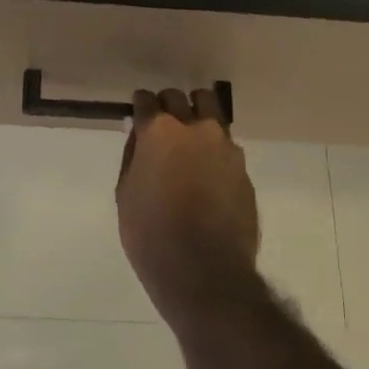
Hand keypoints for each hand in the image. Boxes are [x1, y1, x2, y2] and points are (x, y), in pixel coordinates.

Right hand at [115, 88, 259, 323]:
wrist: (206, 271)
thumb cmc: (152, 236)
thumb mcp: (126, 195)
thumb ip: (134, 157)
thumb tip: (140, 138)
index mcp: (159, 132)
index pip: (146, 100)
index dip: (141, 106)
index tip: (140, 114)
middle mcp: (194, 127)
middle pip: (179, 98)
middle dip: (169, 105)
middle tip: (163, 125)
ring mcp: (224, 144)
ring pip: (210, 110)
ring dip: (197, 115)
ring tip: (191, 139)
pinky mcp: (243, 165)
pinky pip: (225, 144)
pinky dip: (214, 148)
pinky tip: (208, 170)